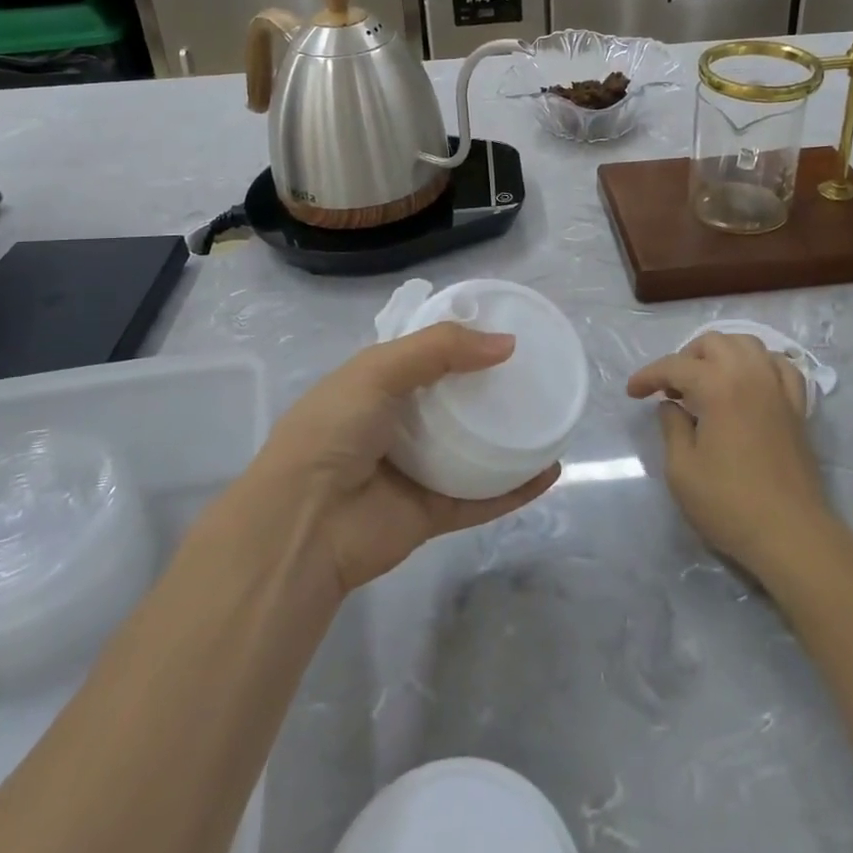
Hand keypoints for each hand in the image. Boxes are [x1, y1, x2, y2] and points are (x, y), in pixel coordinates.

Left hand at [245, 323, 558, 599]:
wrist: (302, 526)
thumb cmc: (333, 432)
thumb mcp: (377, 371)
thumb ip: (441, 349)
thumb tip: (507, 343)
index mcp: (376, 384)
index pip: (425, 353)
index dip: (461, 339)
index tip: (505, 326)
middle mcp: (397, 423)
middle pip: (454, 399)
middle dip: (490, 385)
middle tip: (535, 369)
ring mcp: (416, 469)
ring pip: (472, 448)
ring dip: (507, 435)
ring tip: (549, 415)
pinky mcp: (432, 513)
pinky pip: (482, 496)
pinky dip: (515, 487)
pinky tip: (550, 470)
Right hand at [627, 332, 833, 581]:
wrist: (791, 535)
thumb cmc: (729, 504)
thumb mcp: (681, 470)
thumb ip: (671, 427)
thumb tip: (671, 405)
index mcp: (718, 386)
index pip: (675, 366)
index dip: (648, 376)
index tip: (632, 392)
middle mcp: (750, 375)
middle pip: (713, 343)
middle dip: (685, 358)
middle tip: (671, 388)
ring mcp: (778, 389)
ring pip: (748, 344)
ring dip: (722, 352)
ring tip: (707, 379)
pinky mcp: (797, 407)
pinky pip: (780, 366)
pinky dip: (760, 364)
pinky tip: (749, 381)